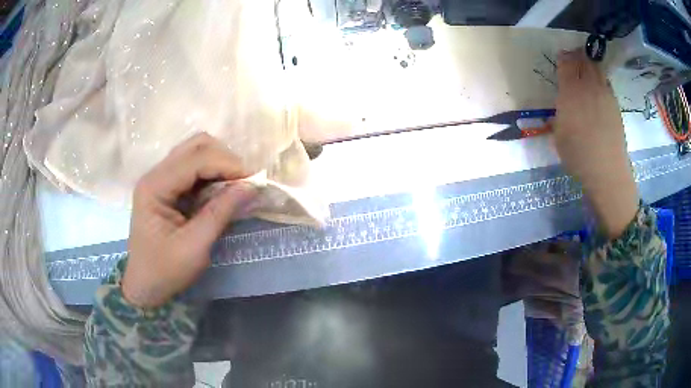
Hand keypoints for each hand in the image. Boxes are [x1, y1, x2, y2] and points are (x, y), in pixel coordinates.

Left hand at [122, 133, 257, 307]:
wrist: (145, 285)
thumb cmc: (165, 271)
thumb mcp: (195, 246)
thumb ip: (221, 212)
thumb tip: (251, 186)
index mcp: (155, 186)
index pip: (196, 159)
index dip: (228, 165)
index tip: (254, 182)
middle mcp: (156, 174)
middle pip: (196, 145)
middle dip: (225, 159)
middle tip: (244, 183)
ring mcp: (160, 178)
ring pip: (196, 152)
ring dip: (220, 164)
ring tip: (235, 186)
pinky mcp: (167, 187)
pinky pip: (194, 168)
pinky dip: (213, 174)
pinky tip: (222, 190)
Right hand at [555, 50, 638, 237]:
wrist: (607, 171)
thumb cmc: (578, 156)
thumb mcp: (559, 136)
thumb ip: (559, 114)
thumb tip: (562, 106)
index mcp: (570, 92)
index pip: (566, 64)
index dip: (563, 57)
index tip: (561, 57)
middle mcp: (588, 87)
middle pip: (583, 61)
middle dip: (577, 56)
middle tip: (573, 57)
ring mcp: (604, 94)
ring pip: (597, 69)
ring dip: (590, 65)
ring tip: (586, 68)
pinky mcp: (615, 104)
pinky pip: (606, 83)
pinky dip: (601, 79)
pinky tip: (598, 88)